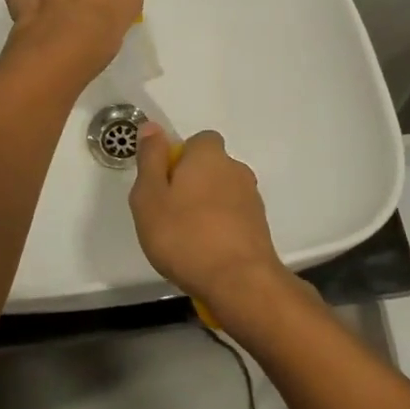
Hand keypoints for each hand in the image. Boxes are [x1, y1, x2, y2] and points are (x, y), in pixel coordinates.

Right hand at [129, 125, 286, 316]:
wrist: (239, 282)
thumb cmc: (184, 235)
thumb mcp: (150, 196)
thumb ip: (150, 159)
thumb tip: (151, 127)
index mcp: (209, 156)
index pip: (198, 141)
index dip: (179, 158)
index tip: (163, 184)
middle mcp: (235, 169)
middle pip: (210, 168)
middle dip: (192, 184)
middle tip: (169, 214)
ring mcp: (252, 199)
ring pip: (222, 194)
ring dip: (207, 207)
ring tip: (187, 239)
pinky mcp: (260, 227)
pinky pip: (233, 218)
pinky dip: (220, 228)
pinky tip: (207, 253)